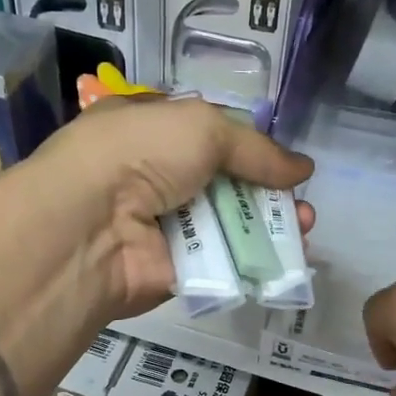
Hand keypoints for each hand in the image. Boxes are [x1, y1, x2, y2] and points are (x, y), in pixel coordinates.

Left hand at [20, 96, 314, 316]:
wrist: (90, 226)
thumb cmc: (140, 155)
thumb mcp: (202, 127)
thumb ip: (256, 148)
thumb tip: (303, 168)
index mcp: (149, 129)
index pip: (205, 134)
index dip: (246, 146)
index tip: (281, 161)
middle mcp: (154, 175)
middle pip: (223, 182)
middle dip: (267, 191)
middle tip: (302, 203)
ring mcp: (163, 224)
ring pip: (227, 224)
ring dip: (269, 226)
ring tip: (305, 228)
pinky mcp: (175, 268)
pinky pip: (222, 262)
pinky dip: (255, 261)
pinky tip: (289, 259)